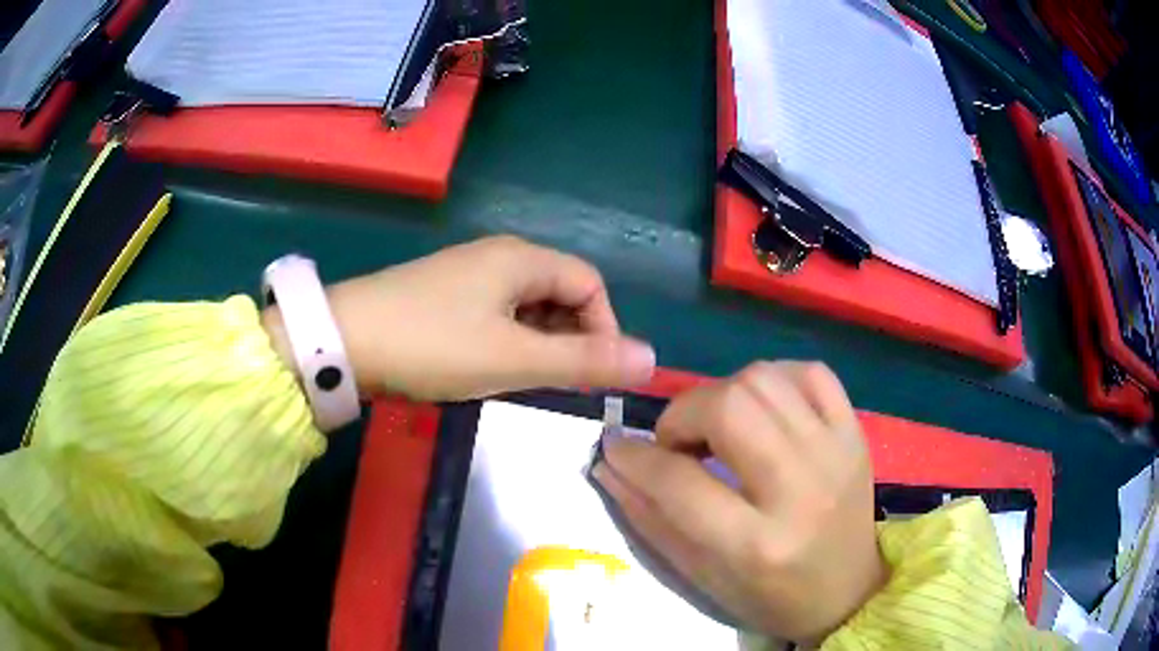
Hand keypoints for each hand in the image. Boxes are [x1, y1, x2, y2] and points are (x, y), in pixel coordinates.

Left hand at [265, 236, 654, 400]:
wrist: (344, 339)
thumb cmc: (432, 345)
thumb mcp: (512, 359)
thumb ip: (583, 361)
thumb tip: (651, 359)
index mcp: (522, 258)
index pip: (591, 284)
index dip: (605, 328)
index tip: (594, 374)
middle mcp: (499, 255)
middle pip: (560, 292)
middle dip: (570, 338)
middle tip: (555, 384)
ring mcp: (468, 273)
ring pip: (528, 306)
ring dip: (539, 343)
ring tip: (520, 379)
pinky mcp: (445, 293)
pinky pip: (497, 313)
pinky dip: (508, 340)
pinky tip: (488, 366)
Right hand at [591, 362, 884, 643]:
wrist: (849, 590)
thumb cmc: (770, 596)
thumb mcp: (702, 576)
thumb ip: (651, 519)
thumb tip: (612, 465)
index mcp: (757, 544)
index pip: (681, 482)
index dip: (636, 459)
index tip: (617, 449)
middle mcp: (801, 489)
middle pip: (730, 406)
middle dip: (683, 415)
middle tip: (678, 443)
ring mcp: (836, 452)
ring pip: (765, 379)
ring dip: (724, 394)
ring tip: (720, 429)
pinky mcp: (855, 433)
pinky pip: (810, 372)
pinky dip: (775, 380)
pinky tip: (765, 411)